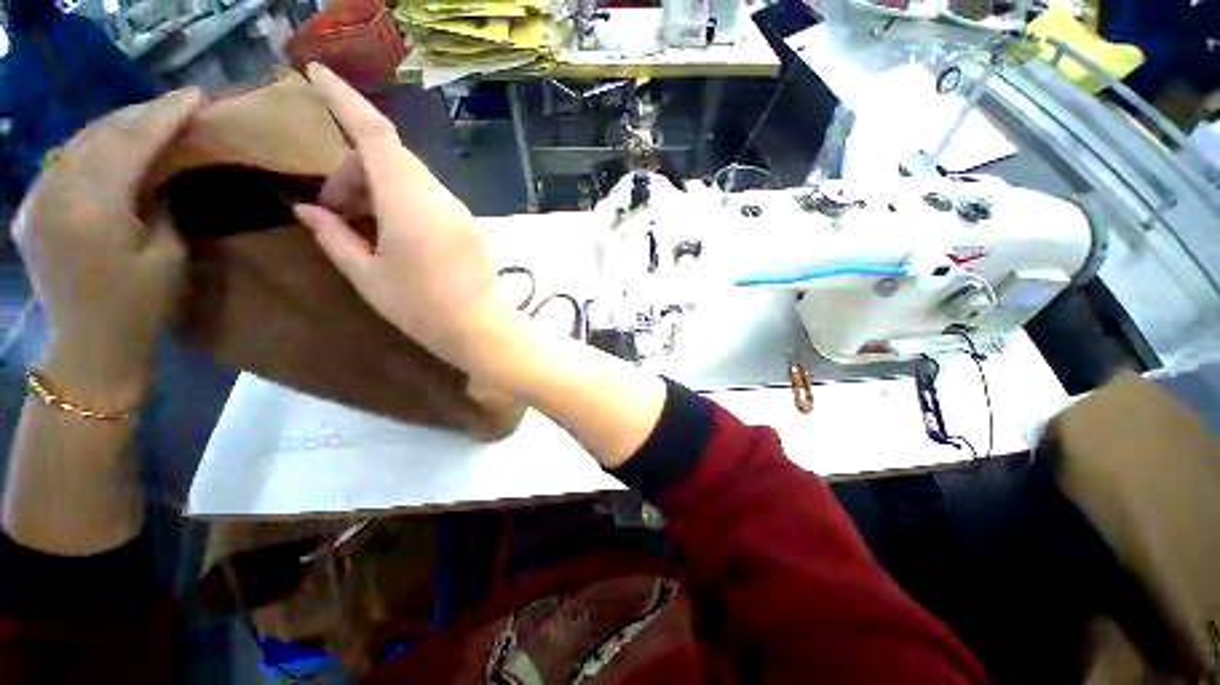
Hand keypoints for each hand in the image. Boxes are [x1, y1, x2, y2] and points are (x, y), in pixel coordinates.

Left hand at [12, 88, 202, 408]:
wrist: (90, 345)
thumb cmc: (140, 306)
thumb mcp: (167, 254)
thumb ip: (159, 204)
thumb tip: (159, 171)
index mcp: (95, 207)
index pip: (133, 142)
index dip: (166, 115)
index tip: (196, 96)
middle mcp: (57, 192)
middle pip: (101, 134)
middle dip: (141, 114)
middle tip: (176, 103)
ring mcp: (37, 199)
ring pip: (78, 143)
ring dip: (115, 126)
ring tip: (147, 118)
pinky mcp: (31, 209)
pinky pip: (62, 163)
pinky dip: (90, 147)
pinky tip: (109, 146)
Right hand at [295, 63, 506, 372]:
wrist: (479, 328)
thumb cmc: (420, 308)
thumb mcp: (366, 275)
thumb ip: (334, 237)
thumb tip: (307, 210)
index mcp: (409, 200)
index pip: (374, 132)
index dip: (344, 98)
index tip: (315, 73)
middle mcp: (439, 196)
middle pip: (390, 156)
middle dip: (353, 169)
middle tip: (332, 209)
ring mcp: (458, 210)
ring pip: (409, 177)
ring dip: (376, 186)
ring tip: (358, 224)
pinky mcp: (468, 225)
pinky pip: (428, 197)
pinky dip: (400, 200)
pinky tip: (390, 231)